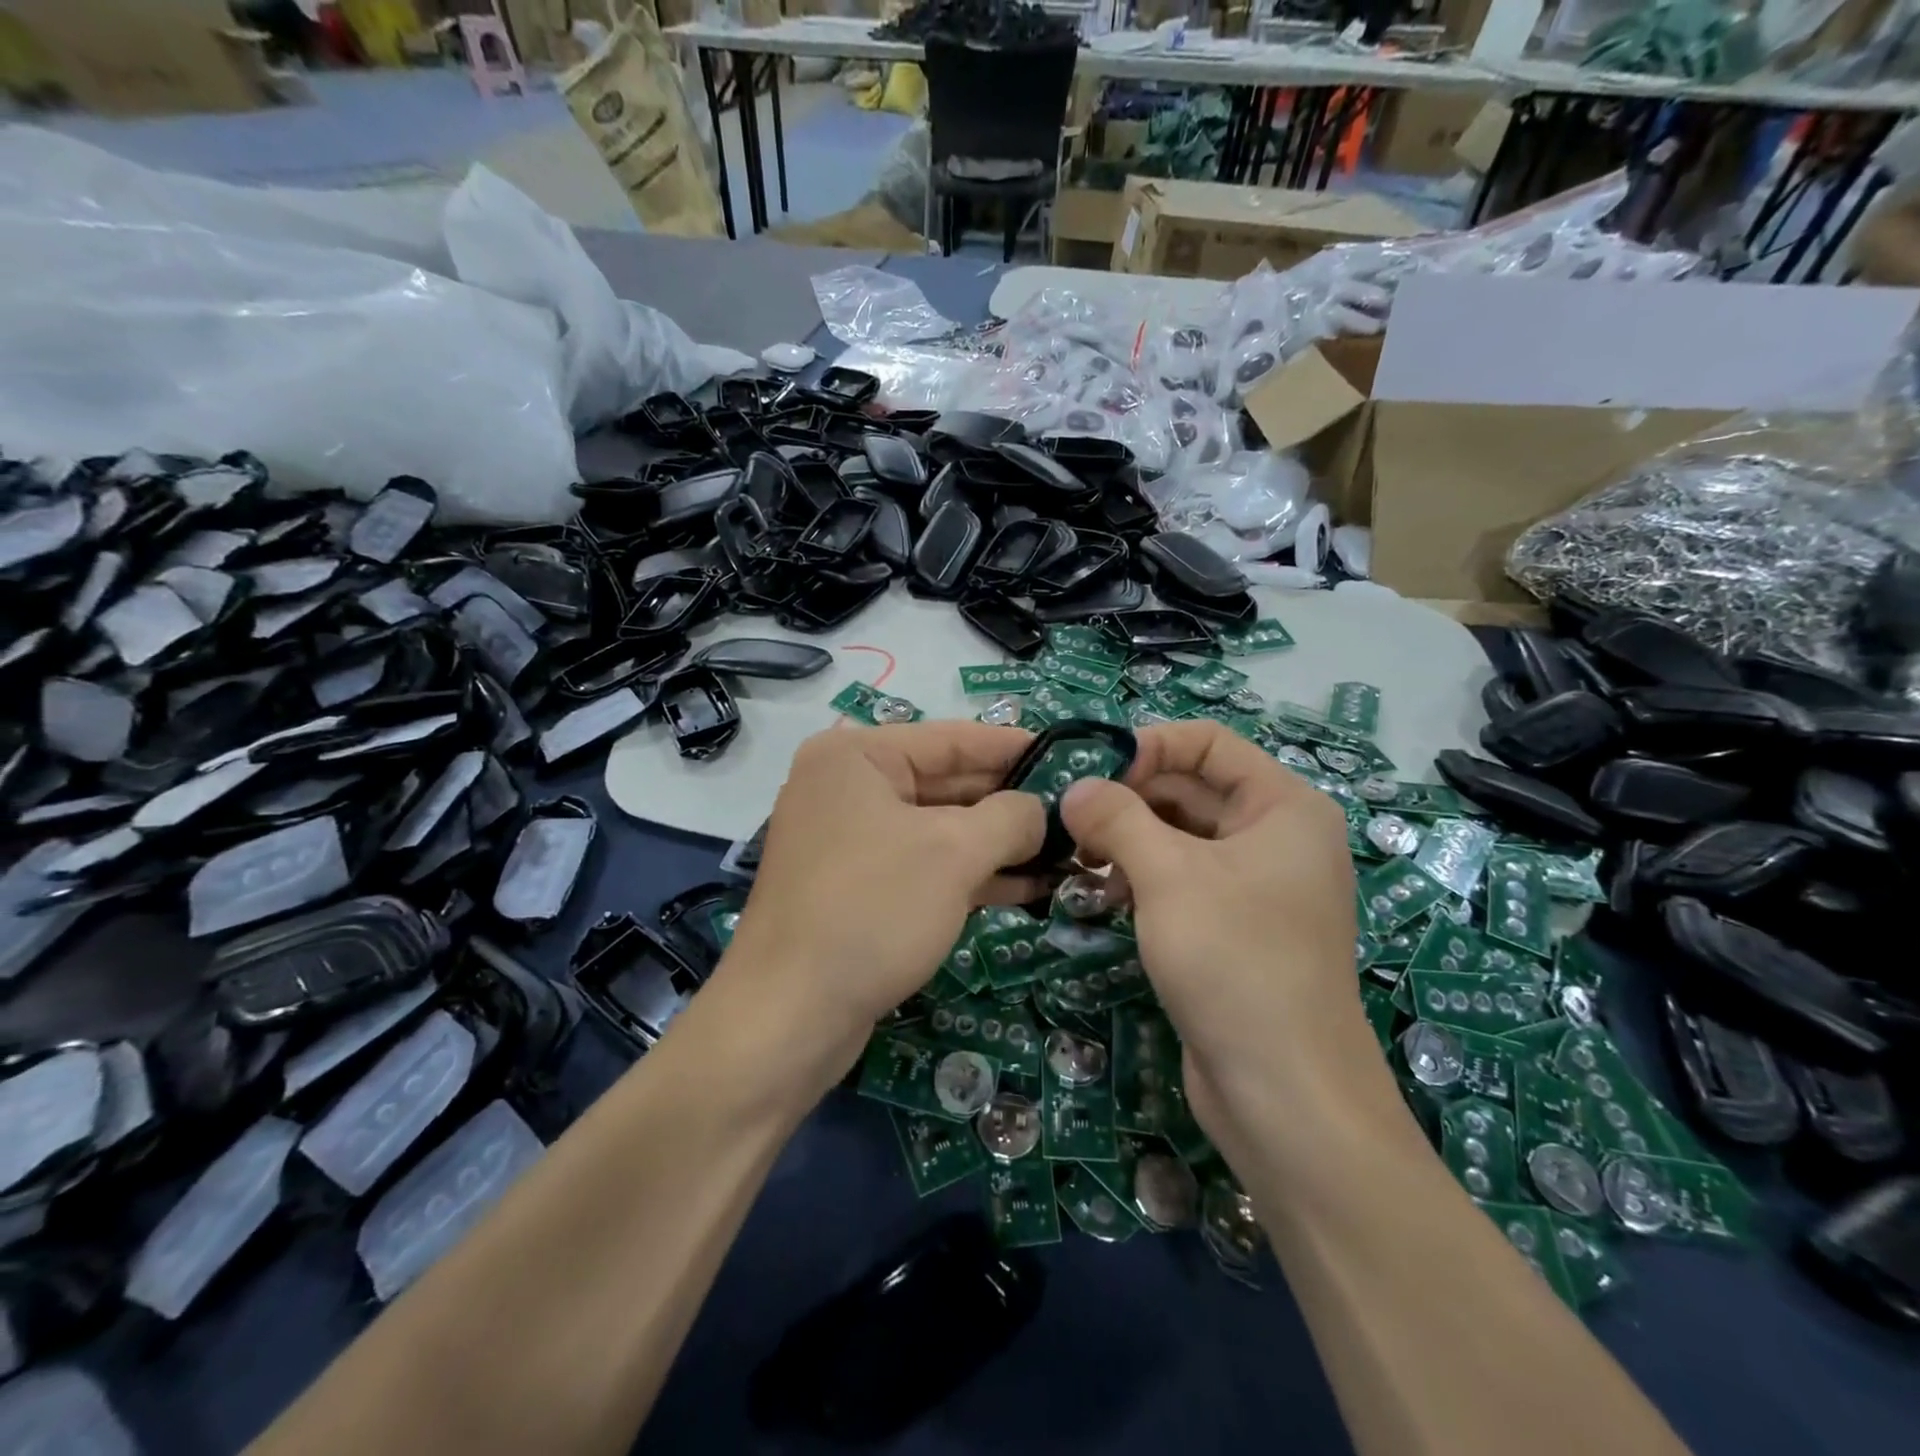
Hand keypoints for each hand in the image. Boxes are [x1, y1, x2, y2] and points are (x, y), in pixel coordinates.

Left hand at [716, 722, 1045, 1065]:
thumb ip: (1010, 817)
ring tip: (1065, 851)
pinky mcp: (859, 888)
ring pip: (940, 829)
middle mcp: (848, 789)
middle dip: (1011, 802)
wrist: (790, 1017)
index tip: (1068, 755)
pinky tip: (1028, 886)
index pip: (951, 738)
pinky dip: (972, 874)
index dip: (1013, 746)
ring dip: (999, 843)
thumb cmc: (873, 910)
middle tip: (1075, 812)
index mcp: (857, 757)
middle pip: (947, 783)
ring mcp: (851, 841)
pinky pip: (925, 866)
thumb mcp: (954, 853)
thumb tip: (1040, 811)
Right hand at [1060, 722, 1399, 1161]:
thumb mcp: (1168, 876)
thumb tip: (1074, 788)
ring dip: (1129, 839)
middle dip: (1130, 798)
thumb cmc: (1235, 961)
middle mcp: (1276, 837)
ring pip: (1181, 837)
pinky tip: (1102, 896)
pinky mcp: (1234, 928)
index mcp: (1283, 807)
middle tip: (1068, 817)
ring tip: (1078, 858)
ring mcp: (1256, 886)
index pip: (1210, 742)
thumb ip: (1116, 818)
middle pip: (1192, 789)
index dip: (1149, 745)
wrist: (1285, 1094)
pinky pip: (1183, 880)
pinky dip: (1142, 877)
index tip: (1092, 773)